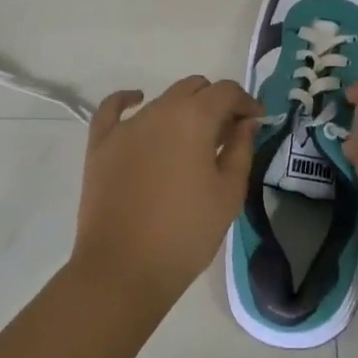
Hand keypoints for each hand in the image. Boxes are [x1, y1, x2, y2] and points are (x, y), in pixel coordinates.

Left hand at [69, 76, 257, 310]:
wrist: (123, 270)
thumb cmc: (186, 233)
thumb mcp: (229, 194)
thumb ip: (241, 149)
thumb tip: (246, 122)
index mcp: (195, 118)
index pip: (226, 91)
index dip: (245, 102)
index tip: (255, 121)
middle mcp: (160, 110)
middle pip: (194, 88)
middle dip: (215, 102)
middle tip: (226, 134)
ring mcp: (127, 125)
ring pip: (162, 100)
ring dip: (183, 110)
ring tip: (191, 140)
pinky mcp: (101, 143)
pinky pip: (112, 108)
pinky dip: (128, 100)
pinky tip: (137, 101)